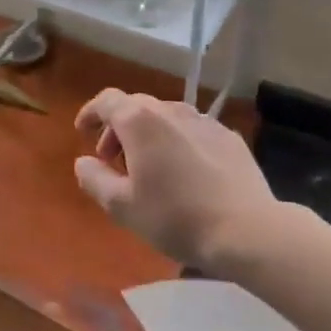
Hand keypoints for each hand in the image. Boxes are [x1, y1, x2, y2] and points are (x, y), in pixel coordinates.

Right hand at [73, 89, 322, 271]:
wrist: (248, 230)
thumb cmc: (175, 216)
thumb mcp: (122, 206)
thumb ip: (94, 179)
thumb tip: (84, 162)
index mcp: (139, 121)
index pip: (107, 100)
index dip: (91, 113)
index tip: (82, 131)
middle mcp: (171, 111)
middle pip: (135, 107)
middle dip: (117, 128)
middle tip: (112, 160)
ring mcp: (204, 122)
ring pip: (166, 117)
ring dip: (148, 134)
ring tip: (148, 167)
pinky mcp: (230, 138)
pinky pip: (192, 131)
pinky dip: (177, 142)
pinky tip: (184, 172)